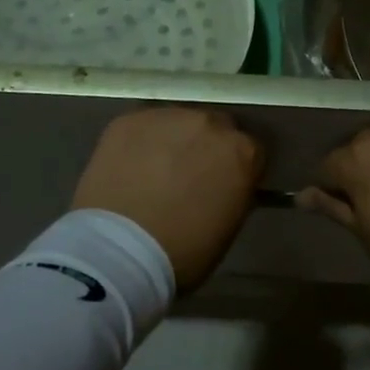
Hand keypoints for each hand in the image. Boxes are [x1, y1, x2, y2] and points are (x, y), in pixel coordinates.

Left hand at [72, 107, 264, 291]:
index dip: (234, 168)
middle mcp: (210, 123)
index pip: (249, 150)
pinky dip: (140, 143)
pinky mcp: (130, 119)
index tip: (222, 184)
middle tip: (187, 175)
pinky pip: (142, 127)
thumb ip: (232, 192)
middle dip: (204, 147)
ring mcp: (168, 117)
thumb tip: (222, 183)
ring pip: (176, 123)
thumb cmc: (183, 252)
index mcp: (243, 152)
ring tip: (153, 170)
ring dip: (172, 141)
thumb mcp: (227, 227)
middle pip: (214, 127)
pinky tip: (128, 166)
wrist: (119, 250)